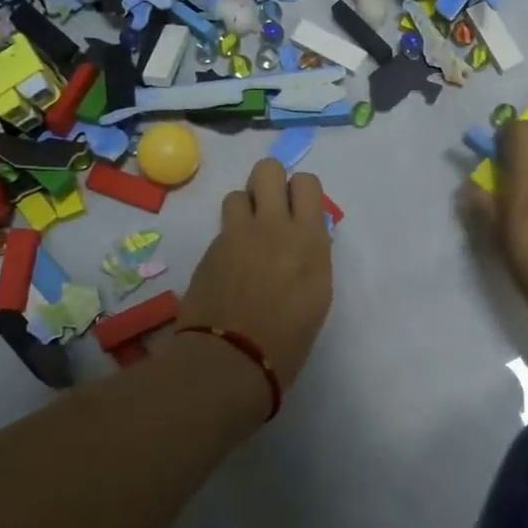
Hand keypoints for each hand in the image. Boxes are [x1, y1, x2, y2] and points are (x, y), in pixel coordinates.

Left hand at [181, 158, 333, 386]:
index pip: (306, 182)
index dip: (301, 192)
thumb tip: (302, 237)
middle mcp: (273, 225)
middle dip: (270, 182)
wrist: (232, 358)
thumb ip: (311, 254)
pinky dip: (228, 237)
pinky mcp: (209, 249)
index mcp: (308, 237)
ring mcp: (236, 234)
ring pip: (237, 193)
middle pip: (267, 169)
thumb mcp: (317, 293)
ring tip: (247, 236)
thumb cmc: (288, 338)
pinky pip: (222, 227)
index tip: (300, 212)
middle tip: (272, 209)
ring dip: (245, 208)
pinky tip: (230, 265)